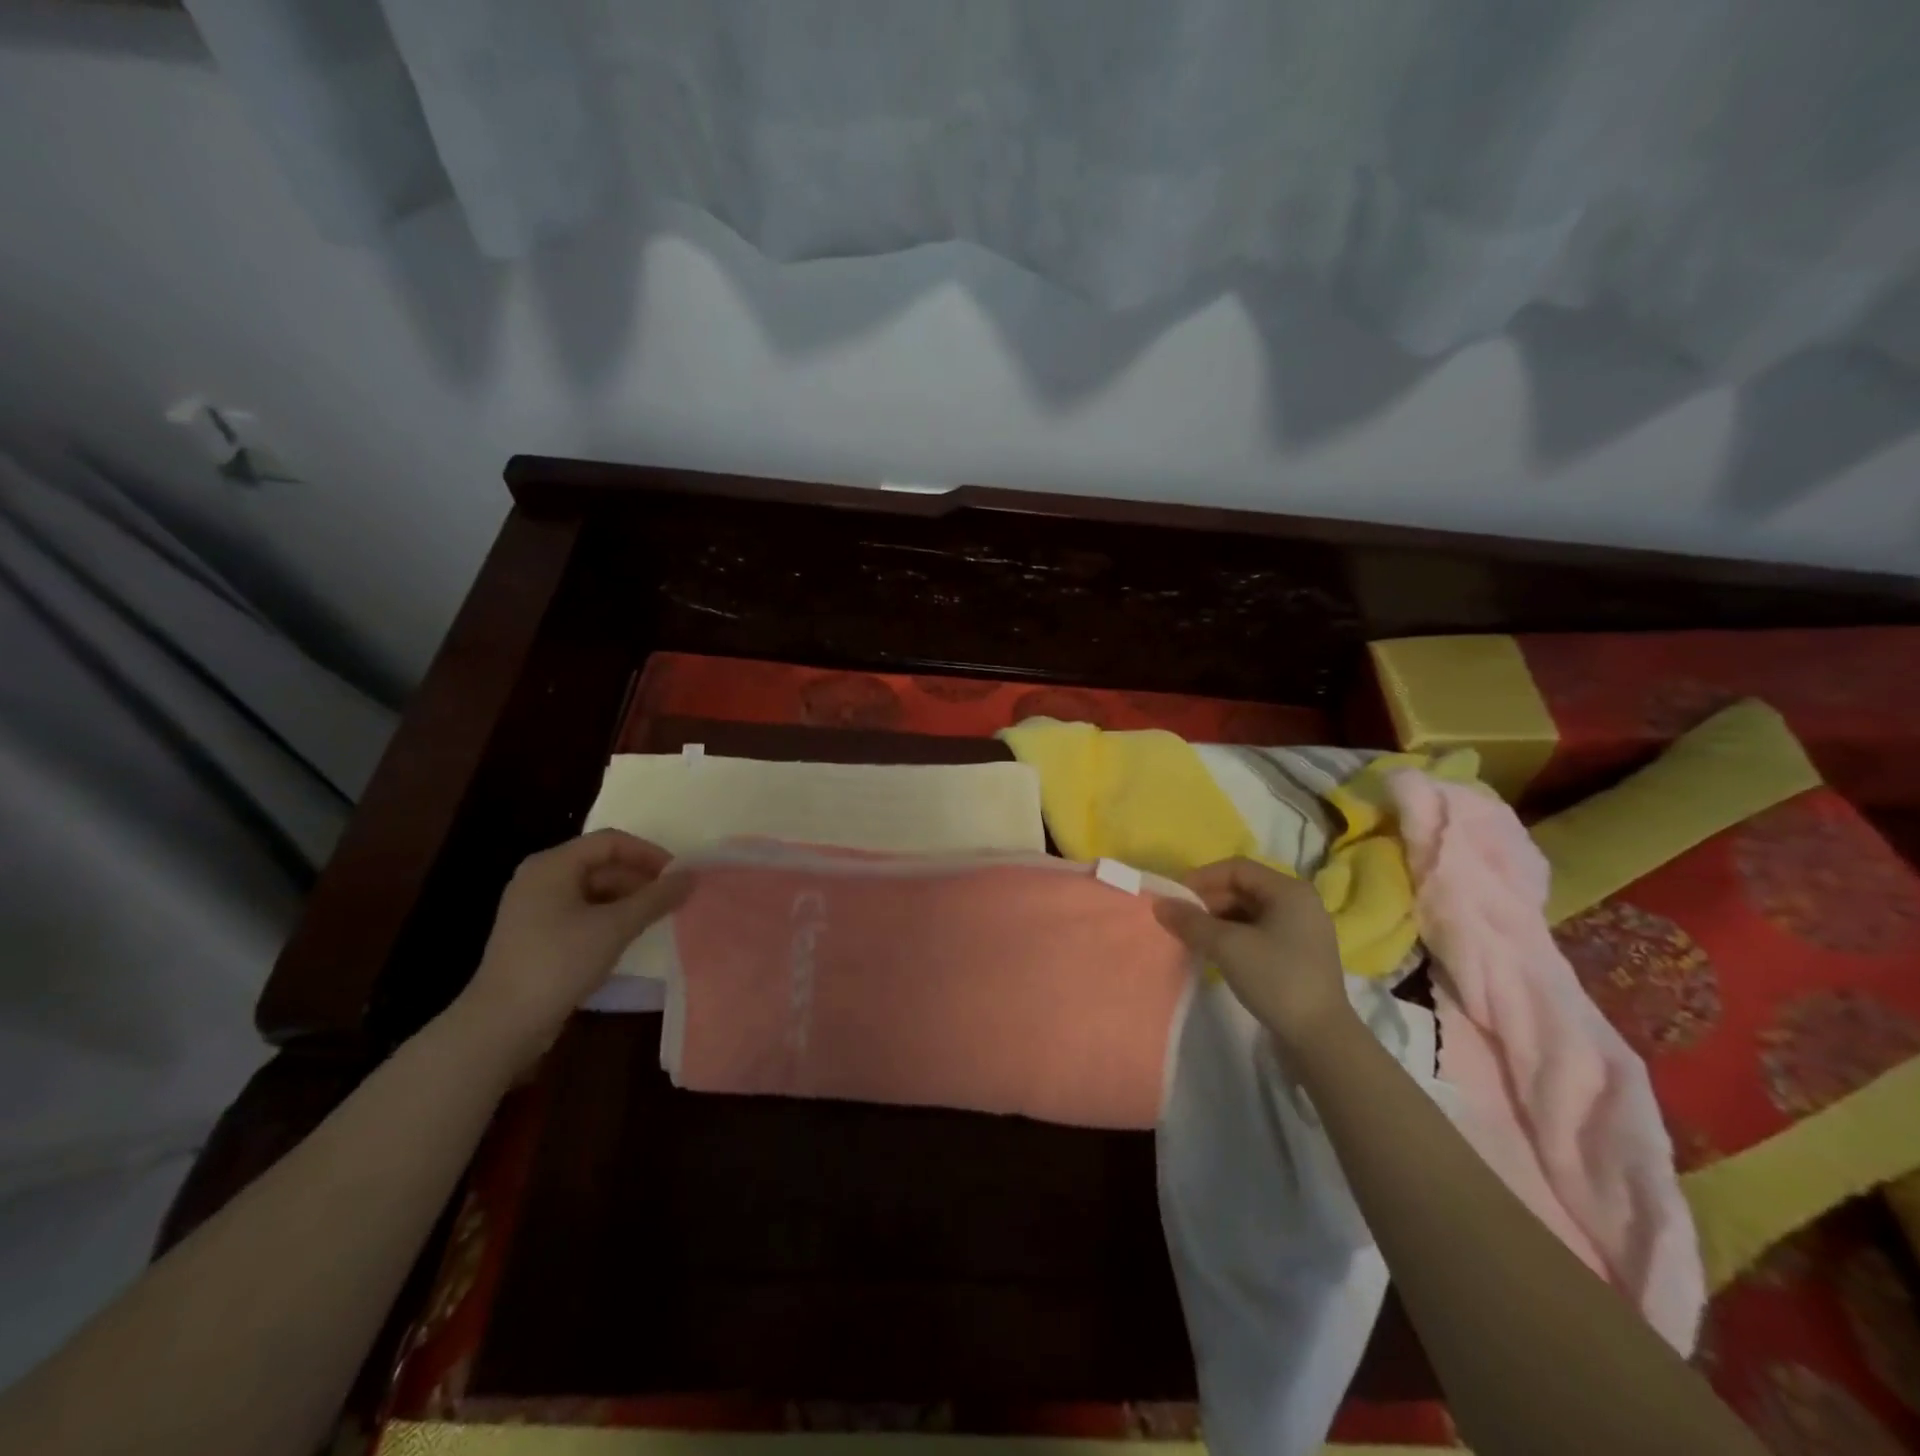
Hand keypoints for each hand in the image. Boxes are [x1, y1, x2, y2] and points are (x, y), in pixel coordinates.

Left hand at [452, 830, 692, 1069]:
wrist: (501, 1024)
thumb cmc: (559, 962)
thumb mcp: (615, 927)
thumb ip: (656, 898)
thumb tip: (692, 876)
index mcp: (552, 865)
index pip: (610, 842)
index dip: (648, 853)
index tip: (678, 875)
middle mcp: (540, 878)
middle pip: (601, 864)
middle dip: (640, 878)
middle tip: (672, 898)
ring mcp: (534, 908)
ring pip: (592, 890)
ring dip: (627, 900)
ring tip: (657, 918)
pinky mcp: (536, 936)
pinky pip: (581, 913)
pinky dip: (609, 918)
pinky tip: (628, 937)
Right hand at [1153, 857, 1352, 1046]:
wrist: (1321, 1039)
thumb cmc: (1276, 979)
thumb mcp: (1227, 946)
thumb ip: (1191, 921)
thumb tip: (1160, 904)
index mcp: (1289, 891)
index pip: (1237, 868)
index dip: (1202, 878)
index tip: (1176, 899)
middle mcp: (1299, 903)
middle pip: (1244, 889)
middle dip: (1208, 901)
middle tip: (1181, 921)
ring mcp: (1302, 931)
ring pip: (1249, 913)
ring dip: (1218, 921)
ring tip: (1194, 939)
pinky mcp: (1299, 956)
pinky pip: (1259, 933)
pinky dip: (1234, 937)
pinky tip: (1216, 954)